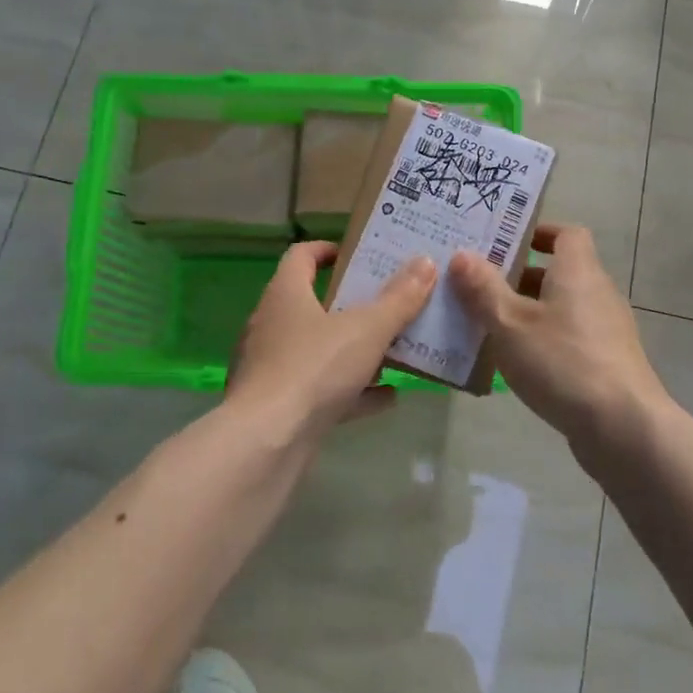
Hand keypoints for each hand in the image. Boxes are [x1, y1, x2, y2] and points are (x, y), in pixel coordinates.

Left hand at [229, 241, 436, 431]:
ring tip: (394, 349)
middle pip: (314, 303)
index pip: (302, 255)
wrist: (266, 443)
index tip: (360, 255)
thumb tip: (426, 262)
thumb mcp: (367, 329)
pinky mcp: (279, 405)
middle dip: (353, 304)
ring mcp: (273, 367)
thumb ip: (399, 299)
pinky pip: (321, 389)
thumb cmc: (314, 368)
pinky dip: (352, 390)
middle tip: (390, 301)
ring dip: (354, 349)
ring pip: (319, 348)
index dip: (329, 249)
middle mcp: (272, 324)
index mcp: (286, 294)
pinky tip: (388, 397)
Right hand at [449, 223, 667, 452]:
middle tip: (478, 285)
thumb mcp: (510, 323)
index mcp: (578, 271)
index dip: (538, 233)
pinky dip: (544, 341)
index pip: (566, 234)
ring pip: (562, 308)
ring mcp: (607, 330)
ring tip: (487, 325)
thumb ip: (483, 289)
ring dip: (528, 312)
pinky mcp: (608, 363)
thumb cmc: (563, 361)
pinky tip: (517, 363)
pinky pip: (570, 338)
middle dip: (519, 277)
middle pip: (559, 272)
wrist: (623, 428)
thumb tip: (462, 255)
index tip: (505, 242)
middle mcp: (598, 292)